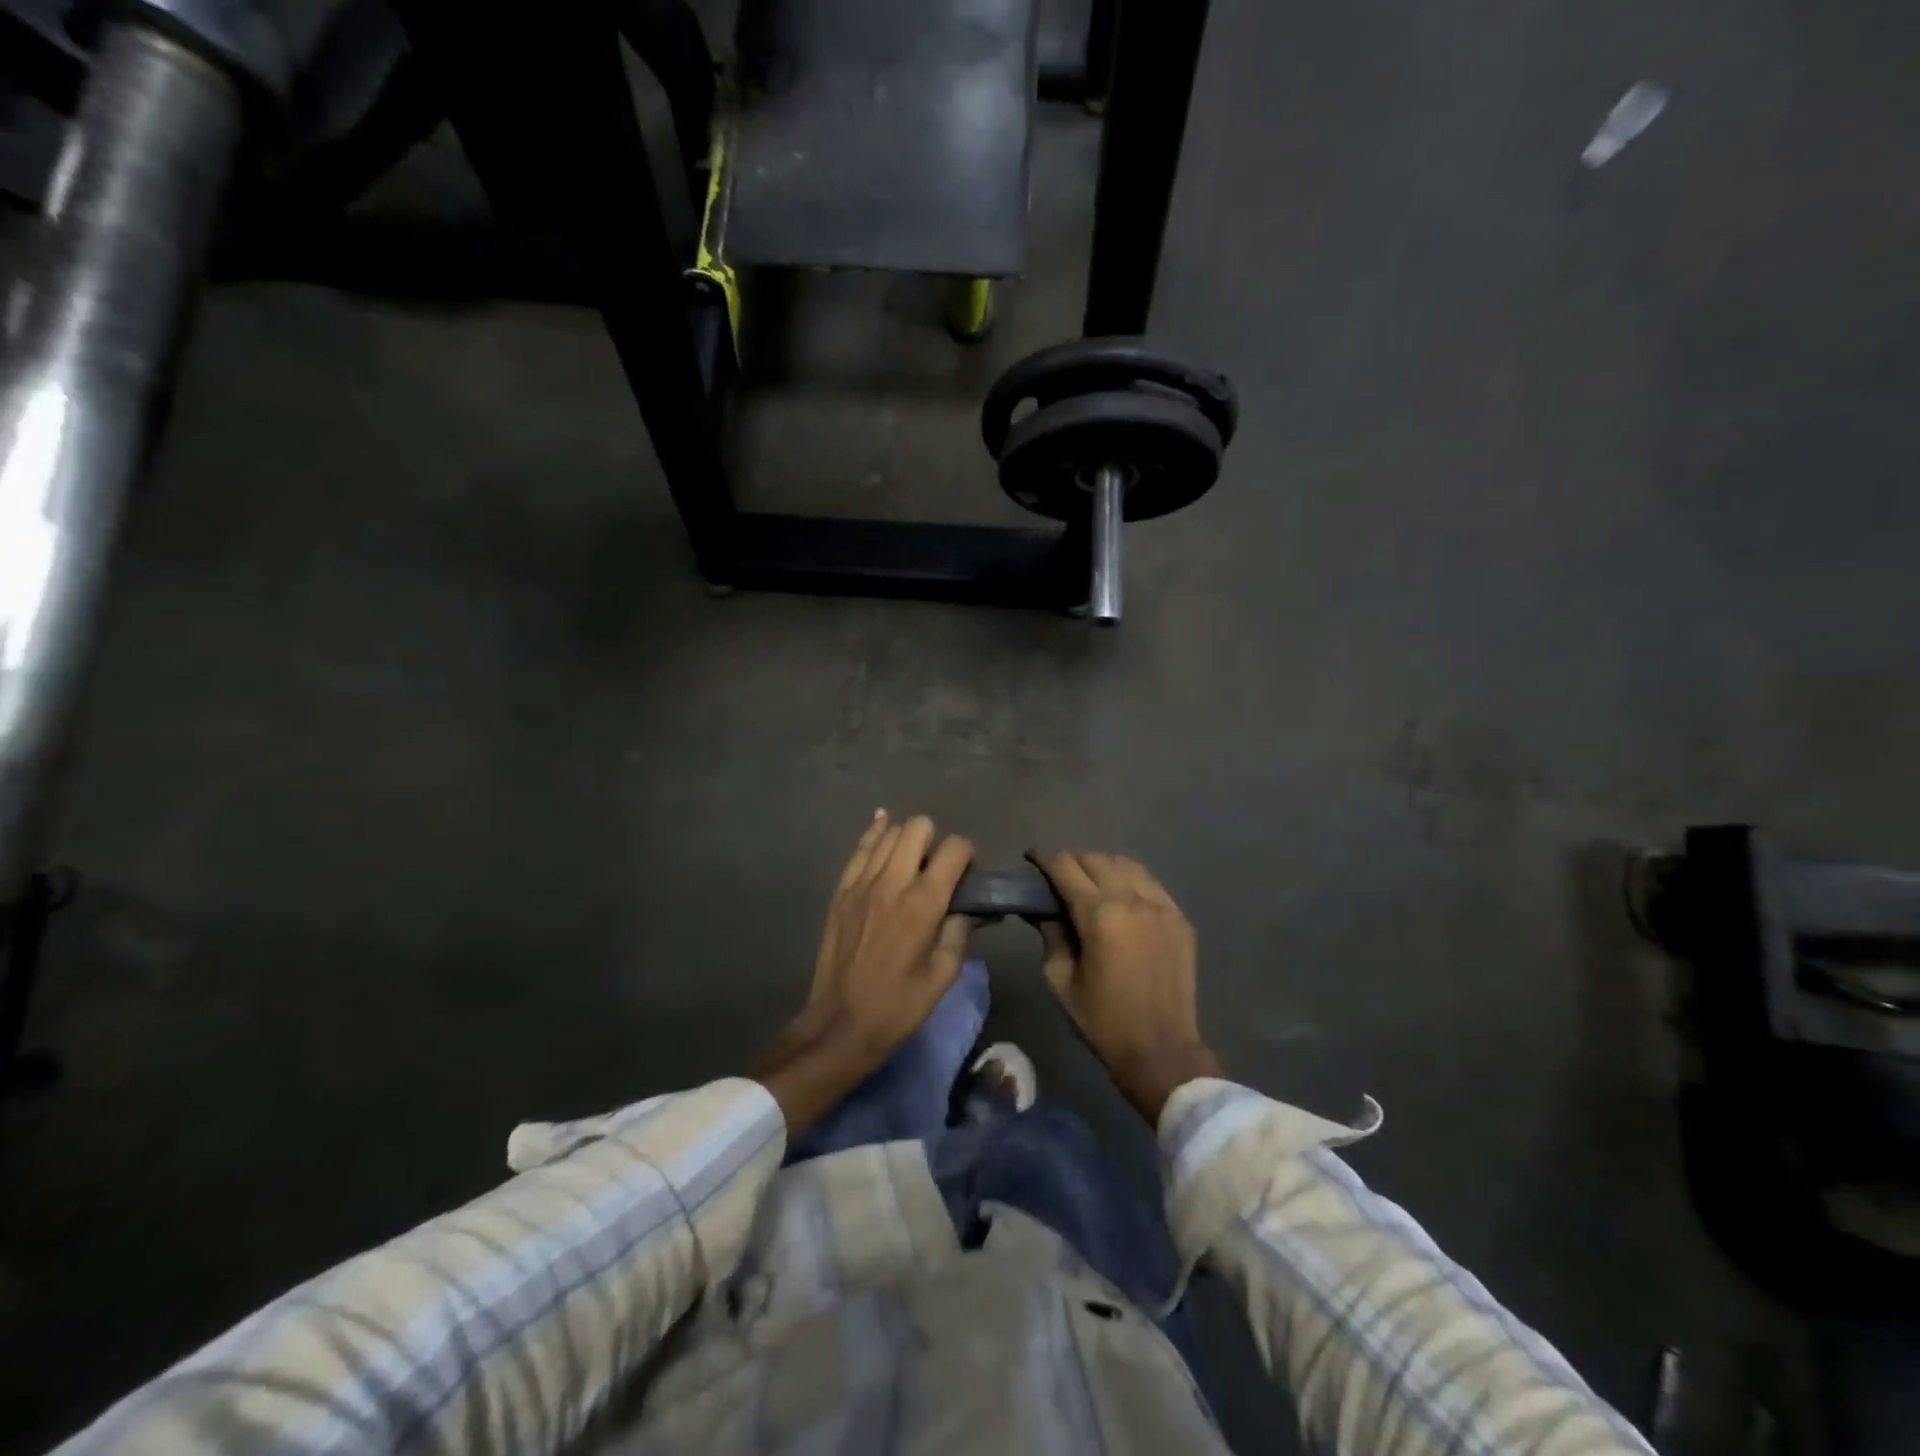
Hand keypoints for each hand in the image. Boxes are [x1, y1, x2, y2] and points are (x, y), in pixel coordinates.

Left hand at [759, 813, 974, 1132]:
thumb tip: (970, 907)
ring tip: (913, 857)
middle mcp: (892, 882)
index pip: (954, 850)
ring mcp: (861, 883)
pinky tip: (883, 824)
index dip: (967, 854)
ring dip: (907, 837)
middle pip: (918, 828)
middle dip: (936, 839)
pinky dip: (875, 833)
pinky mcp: (841, 890)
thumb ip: (960, 931)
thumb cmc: (899, 1005)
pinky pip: (860, 848)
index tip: (968, 872)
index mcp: (923, 904)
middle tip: (937, 867)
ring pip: (889, 833)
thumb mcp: (943, 974)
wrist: (841, 1024)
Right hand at [1033, 851, 1220, 1124]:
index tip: (1032, 860)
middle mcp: (1132, 899)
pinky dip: (1131, 881)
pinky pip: (1150, 883)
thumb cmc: (1103, 1020)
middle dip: (1073, 862)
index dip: (1045, 860)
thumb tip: (1044, 909)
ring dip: (1103, 867)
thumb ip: (1051, 935)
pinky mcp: (1180, 917)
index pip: (1066, 867)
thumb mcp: (1060, 980)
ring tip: (1092, 885)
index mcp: (1099, 915)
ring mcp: (1162, 906)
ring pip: (1126, 864)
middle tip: (1060, 880)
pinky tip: (1122, 898)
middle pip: (1096, 859)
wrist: (1161, 1050)